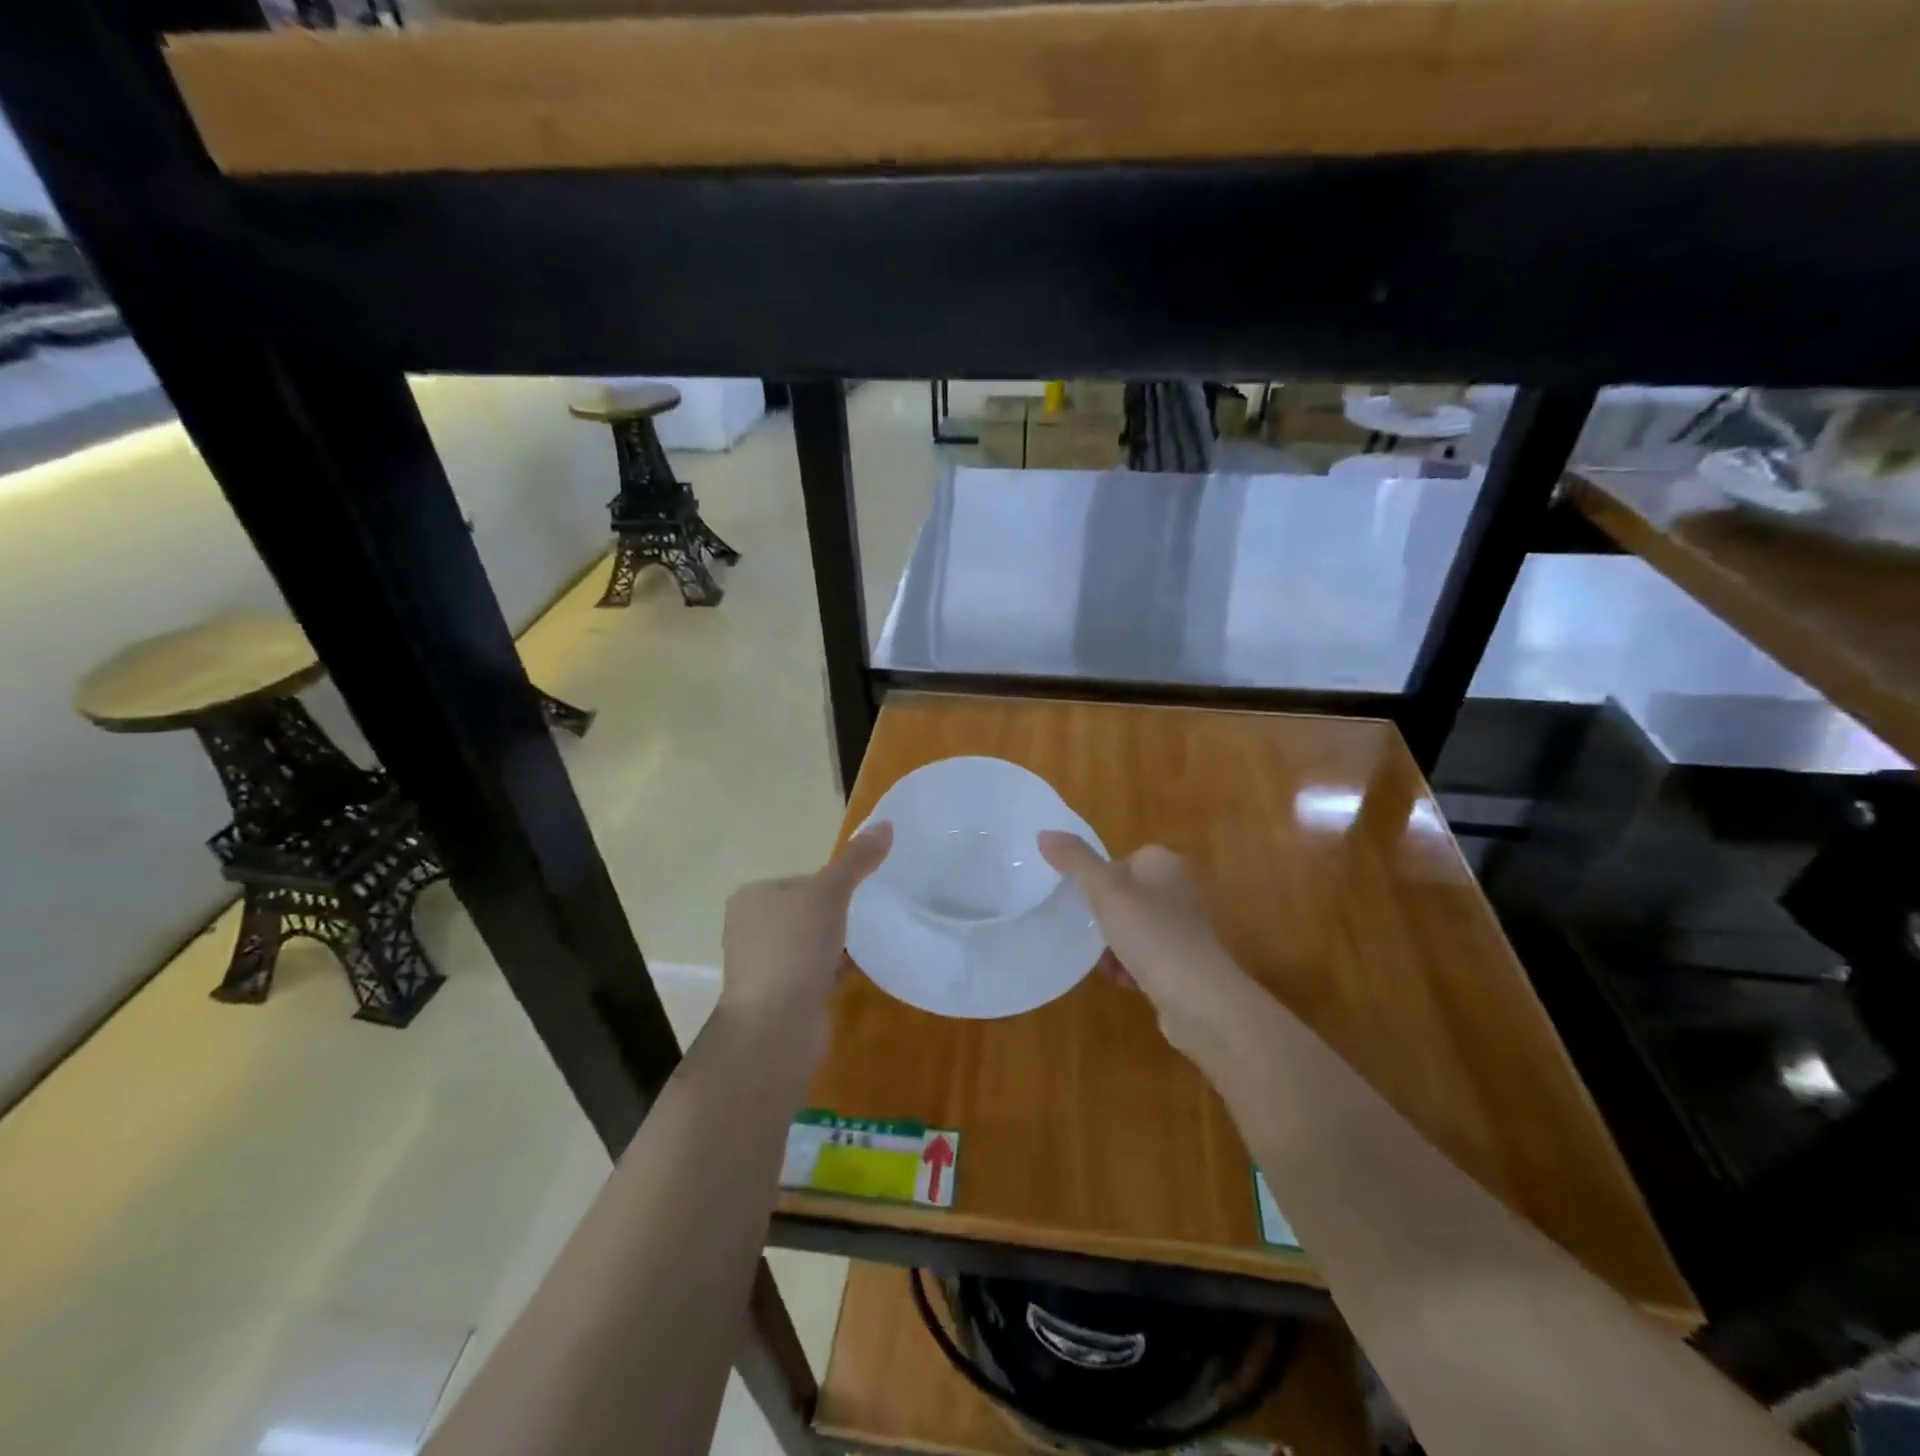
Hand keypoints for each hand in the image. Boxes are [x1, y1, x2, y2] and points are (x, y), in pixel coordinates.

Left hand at [717, 822, 891, 1057]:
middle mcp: (752, 928)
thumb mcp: (830, 892)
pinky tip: (867, 963)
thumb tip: (886, 823)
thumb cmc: (795, 947)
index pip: (801, 878)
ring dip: (839, 940)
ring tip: (876, 934)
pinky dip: (839, 966)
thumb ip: (857, 860)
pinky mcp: (783, 994)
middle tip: (876, 908)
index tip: (865, 886)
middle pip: (807, 909)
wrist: (776, 1027)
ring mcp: (766, 964)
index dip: (834, 881)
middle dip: (838, 911)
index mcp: (753, 897)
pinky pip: (817, 970)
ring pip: (812, 942)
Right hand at [1038, 832, 1267, 1066]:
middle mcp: (1178, 890)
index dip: (1098, 878)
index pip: (1122, 859)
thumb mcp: (1105, 890)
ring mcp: (1183, 929)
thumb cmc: (1152, 934)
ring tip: (1101, 961)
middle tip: (1083, 930)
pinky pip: (1145, 958)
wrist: (1200, 1000)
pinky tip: (1122, 980)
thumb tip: (1044, 833)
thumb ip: (1075, 860)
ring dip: (1111, 945)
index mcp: (1164, 863)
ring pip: (1132, 928)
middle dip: (1102, 916)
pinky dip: (1129, 967)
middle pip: (1124, 896)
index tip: (1081, 898)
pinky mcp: (1184, 964)